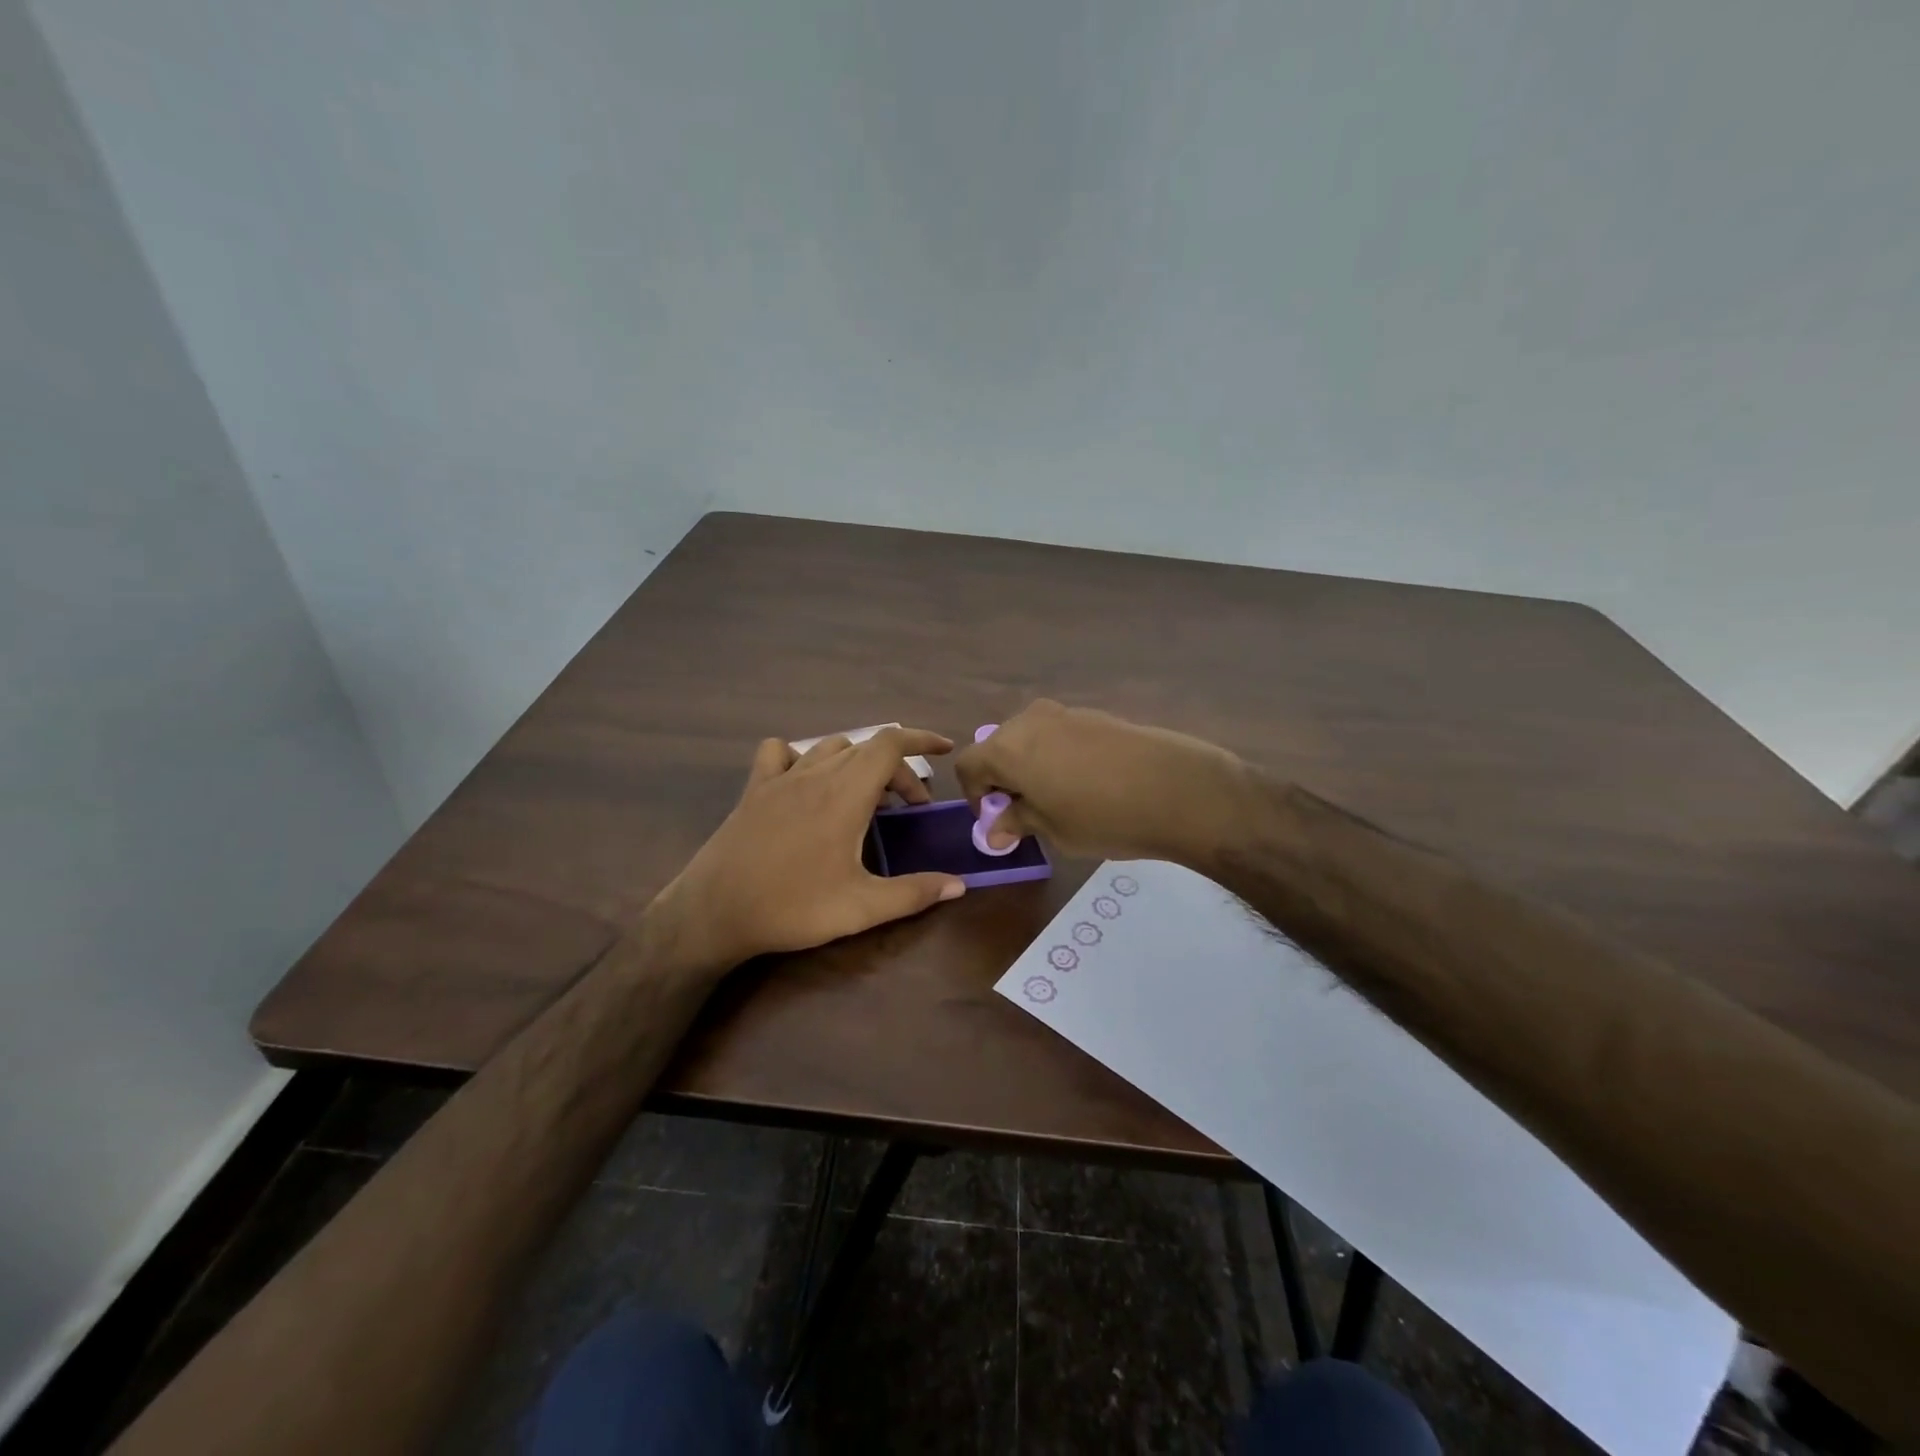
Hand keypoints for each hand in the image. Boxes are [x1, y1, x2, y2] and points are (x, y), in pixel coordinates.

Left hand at [654, 727, 965, 968]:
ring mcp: (780, 778)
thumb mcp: (861, 907)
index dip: (922, 739)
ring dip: (857, 763)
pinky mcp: (754, 790)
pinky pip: (781, 753)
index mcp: (845, 794)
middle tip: (909, 808)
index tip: (945, 750)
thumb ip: (914, 893)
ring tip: (867, 796)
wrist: (714, 912)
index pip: (890, 744)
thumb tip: (959, 886)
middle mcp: (815, 774)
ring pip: (829, 747)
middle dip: (897, 770)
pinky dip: (802, 756)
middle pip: (867, 749)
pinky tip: (806, 782)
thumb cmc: (791, 907)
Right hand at [953, 699, 1247, 865]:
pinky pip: (1059, 734)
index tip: (996, 820)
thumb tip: (995, 830)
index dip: (975, 795)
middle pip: (998, 746)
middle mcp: (1029, 722)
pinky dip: (1057, 755)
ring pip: (1029, 738)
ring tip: (1058, 798)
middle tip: (1025, 811)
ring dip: (1031, 765)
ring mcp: (1064, 713)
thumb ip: (1018, 822)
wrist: (1177, 788)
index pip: (969, 765)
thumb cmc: (1103, 817)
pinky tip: (1087, 782)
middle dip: (1003, 778)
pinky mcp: (1095, 714)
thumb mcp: (1053, 829)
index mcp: (1007, 748)